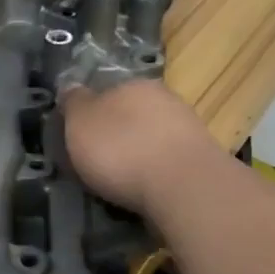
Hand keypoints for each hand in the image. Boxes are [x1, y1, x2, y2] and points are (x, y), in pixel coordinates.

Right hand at [61, 78, 220, 220]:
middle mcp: (163, 98)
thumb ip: (74, 103)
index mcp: (132, 83)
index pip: (107, 91)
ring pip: (153, 137)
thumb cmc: (122, 149)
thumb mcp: (80, 122)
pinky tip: (147, 190)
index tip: (81, 138)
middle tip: (100, 161)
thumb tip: (72, 87)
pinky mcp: (203, 159)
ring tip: (123, 182)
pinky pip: (168, 162)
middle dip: (118, 134)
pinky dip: (156, 173)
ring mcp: (188, 128)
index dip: (91, 114)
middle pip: (132, 113)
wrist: (184, 186)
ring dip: (139, 154)